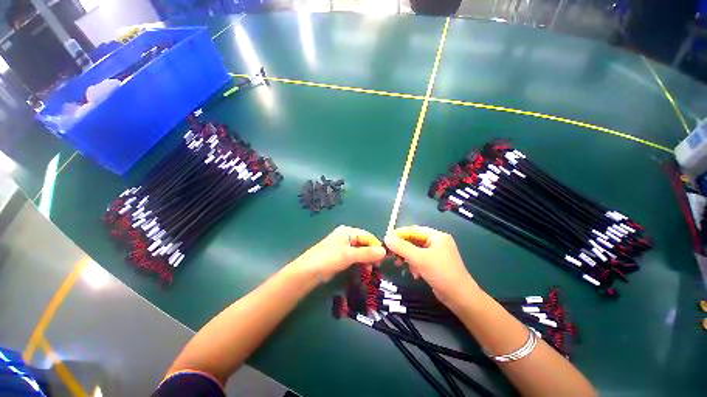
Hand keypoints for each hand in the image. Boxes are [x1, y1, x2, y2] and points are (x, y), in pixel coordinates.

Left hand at [291, 225, 386, 281]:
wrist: (308, 272)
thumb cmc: (329, 258)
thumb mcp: (349, 255)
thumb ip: (367, 253)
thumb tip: (384, 252)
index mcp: (348, 231)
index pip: (367, 236)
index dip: (376, 246)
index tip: (384, 258)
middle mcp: (346, 237)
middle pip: (364, 244)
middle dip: (371, 254)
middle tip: (376, 267)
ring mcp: (343, 247)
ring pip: (360, 252)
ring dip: (366, 260)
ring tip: (370, 271)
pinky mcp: (341, 257)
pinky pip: (355, 258)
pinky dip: (360, 263)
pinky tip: (364, 271)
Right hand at [384, 226, 480, 307]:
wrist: (460, 298)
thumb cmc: (441, 273)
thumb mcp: (419, 259)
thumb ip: (402, 247)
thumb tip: (386, 238)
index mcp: (436, 236)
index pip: (413, 230)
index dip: (399, 234)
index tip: (386, 240)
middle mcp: (437, 242)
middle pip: (413, 240)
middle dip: (402, 248)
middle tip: (390, 254)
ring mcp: (436, 253)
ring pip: (415, 251)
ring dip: (407, 258)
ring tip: (400, 265)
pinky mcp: (435, 264)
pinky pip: (420, 259)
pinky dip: (414, 265)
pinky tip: (414, 274)